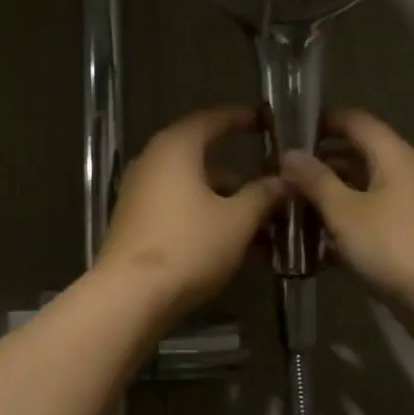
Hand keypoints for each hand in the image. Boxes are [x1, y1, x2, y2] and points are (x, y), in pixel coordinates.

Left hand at [97, 106, 285, 321]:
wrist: (130, 296)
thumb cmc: (188, 246)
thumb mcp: (237, 221)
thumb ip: (262, 195)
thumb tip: (282, 181)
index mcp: (175, 148)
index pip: (211, 119)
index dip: (239, 118)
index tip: (263, 121)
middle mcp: (152, 163)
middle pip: (201, 157)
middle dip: (239, 173)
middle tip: (270, 183)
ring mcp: (139, 194)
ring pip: (191, 187)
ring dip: (225, 200)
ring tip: (260, 222)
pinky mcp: (135, 224)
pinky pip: (178, 208)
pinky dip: (205, 216)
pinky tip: (232, 242)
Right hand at [280, 109, 413, 334]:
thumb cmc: (395, 246)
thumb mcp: (346, 211)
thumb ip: (315, 180)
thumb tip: (289, 153)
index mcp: (391, 155)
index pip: (354, 120)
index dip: (320, 122)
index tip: (285, 135)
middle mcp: (400, 173)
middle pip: (353, 156)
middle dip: (317, 166)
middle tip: (277, 179)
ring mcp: (403, 207)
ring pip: (357, 191)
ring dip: (325, 200)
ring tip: (286, 211)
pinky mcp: (402, 237)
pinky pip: (365, 221)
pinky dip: (341, 227)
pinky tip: (311, 246)